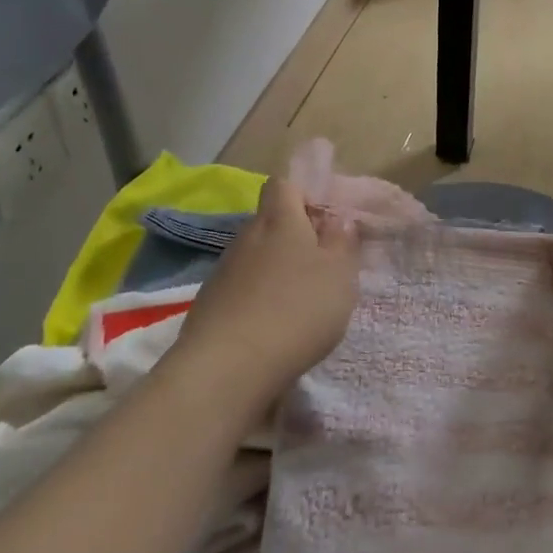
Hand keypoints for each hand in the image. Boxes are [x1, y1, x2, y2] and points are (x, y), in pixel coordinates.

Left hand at [171, 178, 359, 415]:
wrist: (228, 367)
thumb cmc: (296, 309)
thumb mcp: (339, 275)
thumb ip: (343, 242)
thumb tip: (339, 220)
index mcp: (279, 220)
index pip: (283, 184)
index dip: (304, 195)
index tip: (324, 222)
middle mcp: (247, 235)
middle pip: (270, 223)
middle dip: (294, 238)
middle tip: (321, 268)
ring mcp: (223, 269)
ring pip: (256, 257)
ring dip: (276, 271)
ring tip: (299, 305)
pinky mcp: (210, 303)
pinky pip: (241, 288)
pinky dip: (257, 300)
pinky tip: (272, 329)